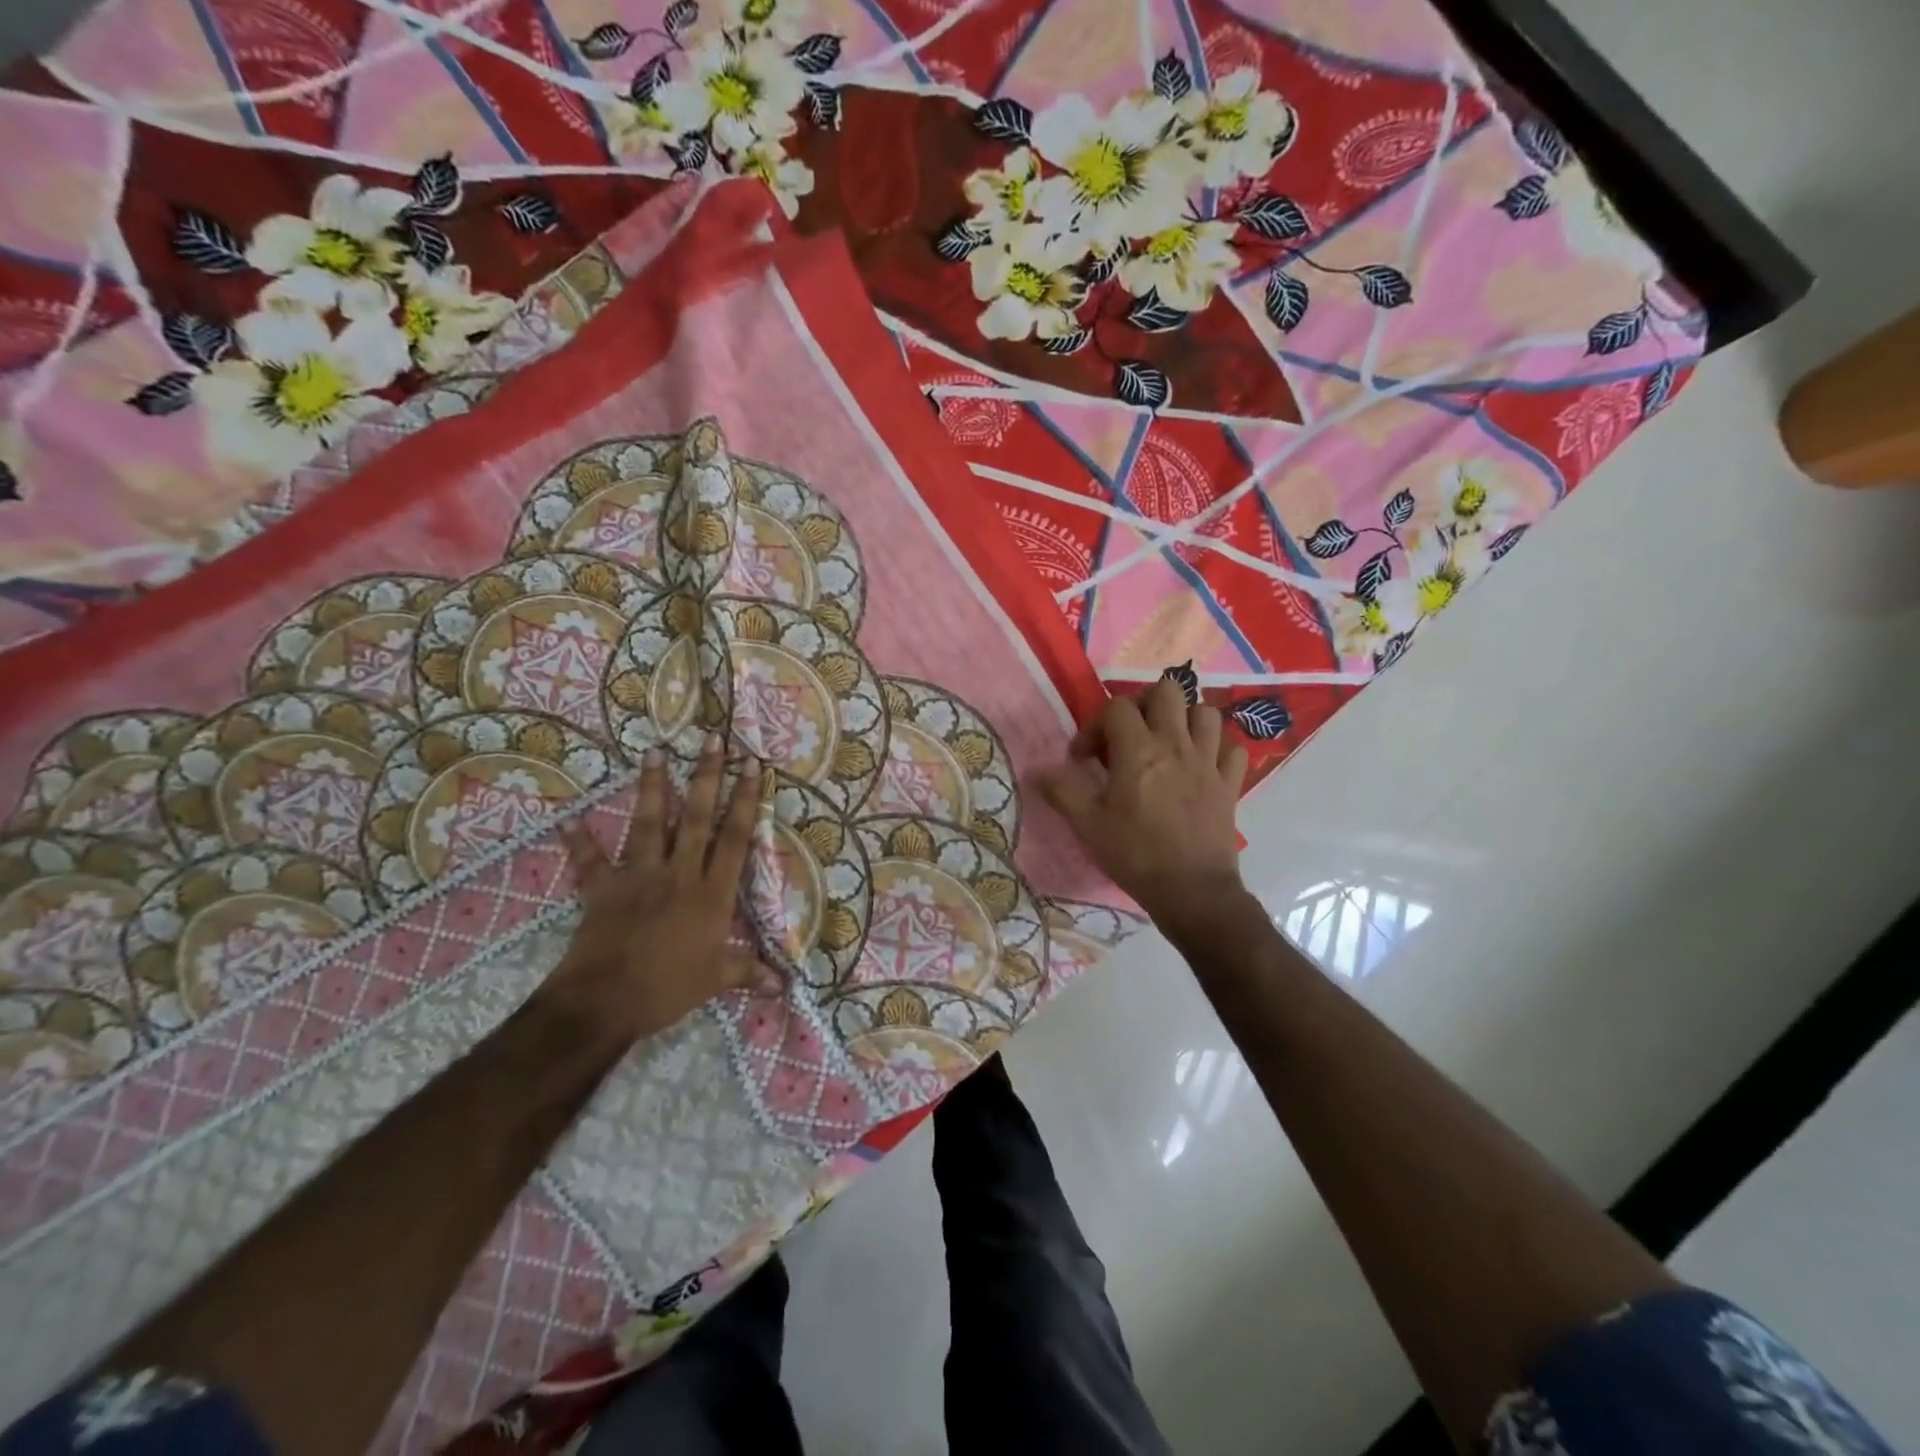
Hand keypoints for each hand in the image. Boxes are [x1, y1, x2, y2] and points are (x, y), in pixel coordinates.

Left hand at [554, 735, 768, 1041]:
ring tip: (654, 752)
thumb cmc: (668, 988)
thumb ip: (748, 972)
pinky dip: (579, 841)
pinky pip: (590, 862)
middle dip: (706, 776)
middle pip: (696, 818)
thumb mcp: (716, 980)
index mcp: (712, 893)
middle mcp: (679, 874)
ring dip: (652, 787)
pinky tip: (568, 819)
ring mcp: (639, 877)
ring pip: (649, 824)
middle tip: (711, 740)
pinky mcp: (603, 889)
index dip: (744, 799)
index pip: (734, 837)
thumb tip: (782, 986)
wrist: (604, 1002)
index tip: (751, 765)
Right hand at [1036, 675, 1249, 935]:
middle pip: (1167, 691)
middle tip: (1130, 733)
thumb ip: (1062, 791)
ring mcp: (1209, 762)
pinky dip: (1219, 750)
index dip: (1095, 725)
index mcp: (1138, 750)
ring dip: (1185, 720)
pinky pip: (1233, 749)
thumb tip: (1037, 771)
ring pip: (1206, 713)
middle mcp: (1176, 745)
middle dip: (1145, 704)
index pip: (1117, 707)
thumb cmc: (1135, 855)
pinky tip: (1203, 766)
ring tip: (1168, 743)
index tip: (1085, 758)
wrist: (1192, 891)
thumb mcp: (1088, 825)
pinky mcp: (1230, 784)